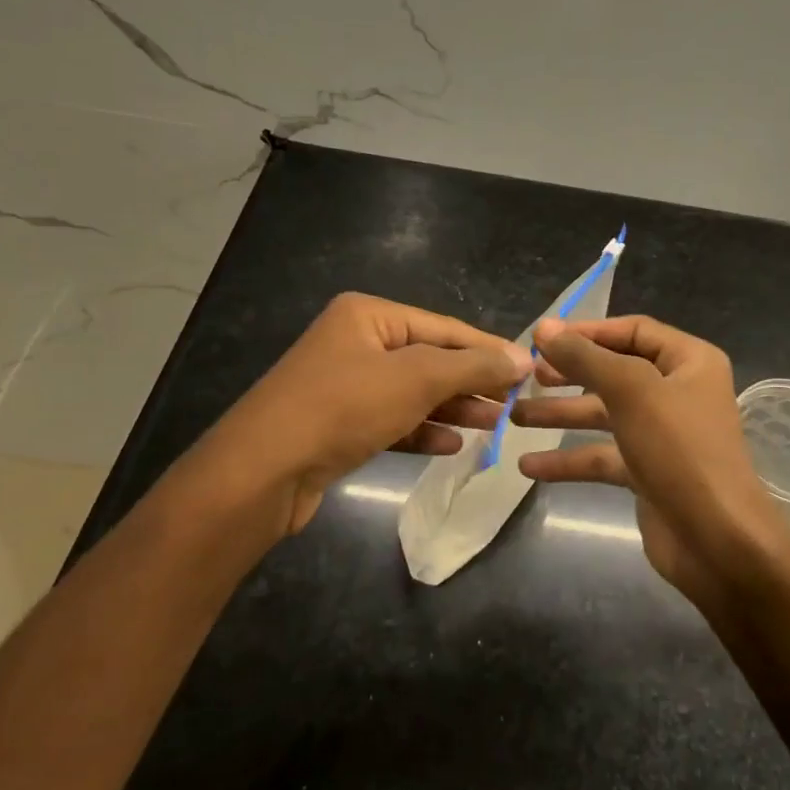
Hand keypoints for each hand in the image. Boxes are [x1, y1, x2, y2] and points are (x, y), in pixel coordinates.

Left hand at [174, 293, 531, 534]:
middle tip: (513, 403)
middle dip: (471, 382)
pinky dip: (422, 430)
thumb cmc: (342, 408)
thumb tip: (524, 357)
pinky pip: (392, 420)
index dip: (488, 350)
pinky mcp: (338, 426)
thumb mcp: (416, 379)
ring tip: (493, 425)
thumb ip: (472, 366)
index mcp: (368, 316)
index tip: (529, 371)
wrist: (261, 473)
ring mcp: (344, 386)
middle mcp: (355, 343)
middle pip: (430, 359)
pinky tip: (452, 444)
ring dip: (453, 408)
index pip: (445, 328)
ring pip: (412, 393)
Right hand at [512, 315, 789, 606]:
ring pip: (603, 414)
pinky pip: (603, 456)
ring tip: (513, 417)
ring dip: (561, 415)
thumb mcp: (631, 391)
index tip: (543, 339)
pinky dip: (569, 460)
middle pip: (614, 372)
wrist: (717, 540)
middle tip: (527, 377)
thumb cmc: (680, 450)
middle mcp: (678, 391)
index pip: (633, 331)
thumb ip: (585, 357)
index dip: (588, 332)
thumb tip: (544, 327)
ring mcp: (663, 434)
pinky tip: (529, 466)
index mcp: (689, 361)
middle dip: (569, 374)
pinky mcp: (648, 471)